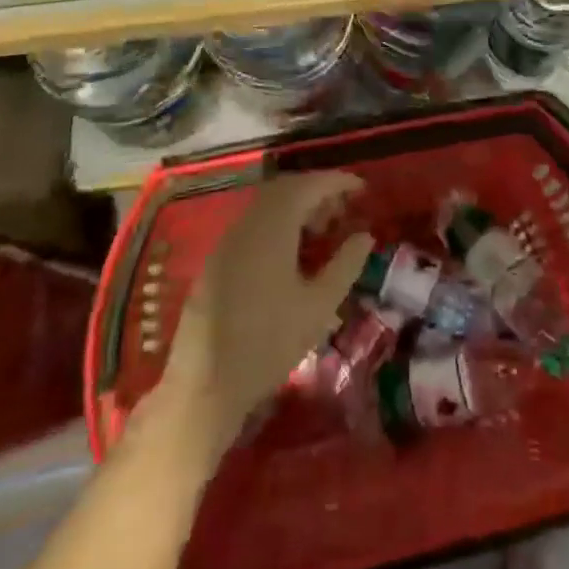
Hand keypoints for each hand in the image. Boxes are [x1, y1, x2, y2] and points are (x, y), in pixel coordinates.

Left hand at [161, 170, 373, 447]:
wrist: (203, 387)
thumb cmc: (268, 343)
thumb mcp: (318, 306)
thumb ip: (345, 264)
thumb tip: (365, 235)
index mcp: (273, 225)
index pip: (309, 184)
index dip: (338, 181)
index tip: (362, 188)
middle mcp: (248, 222)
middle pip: (286, 188)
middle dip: (318, 191)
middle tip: (344, 210)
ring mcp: (228, 239)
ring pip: (268, 205)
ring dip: (297, 207)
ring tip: (322, 231)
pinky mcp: (217, 259)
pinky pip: (254, 223)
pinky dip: (278, 223)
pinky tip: (291, 252)